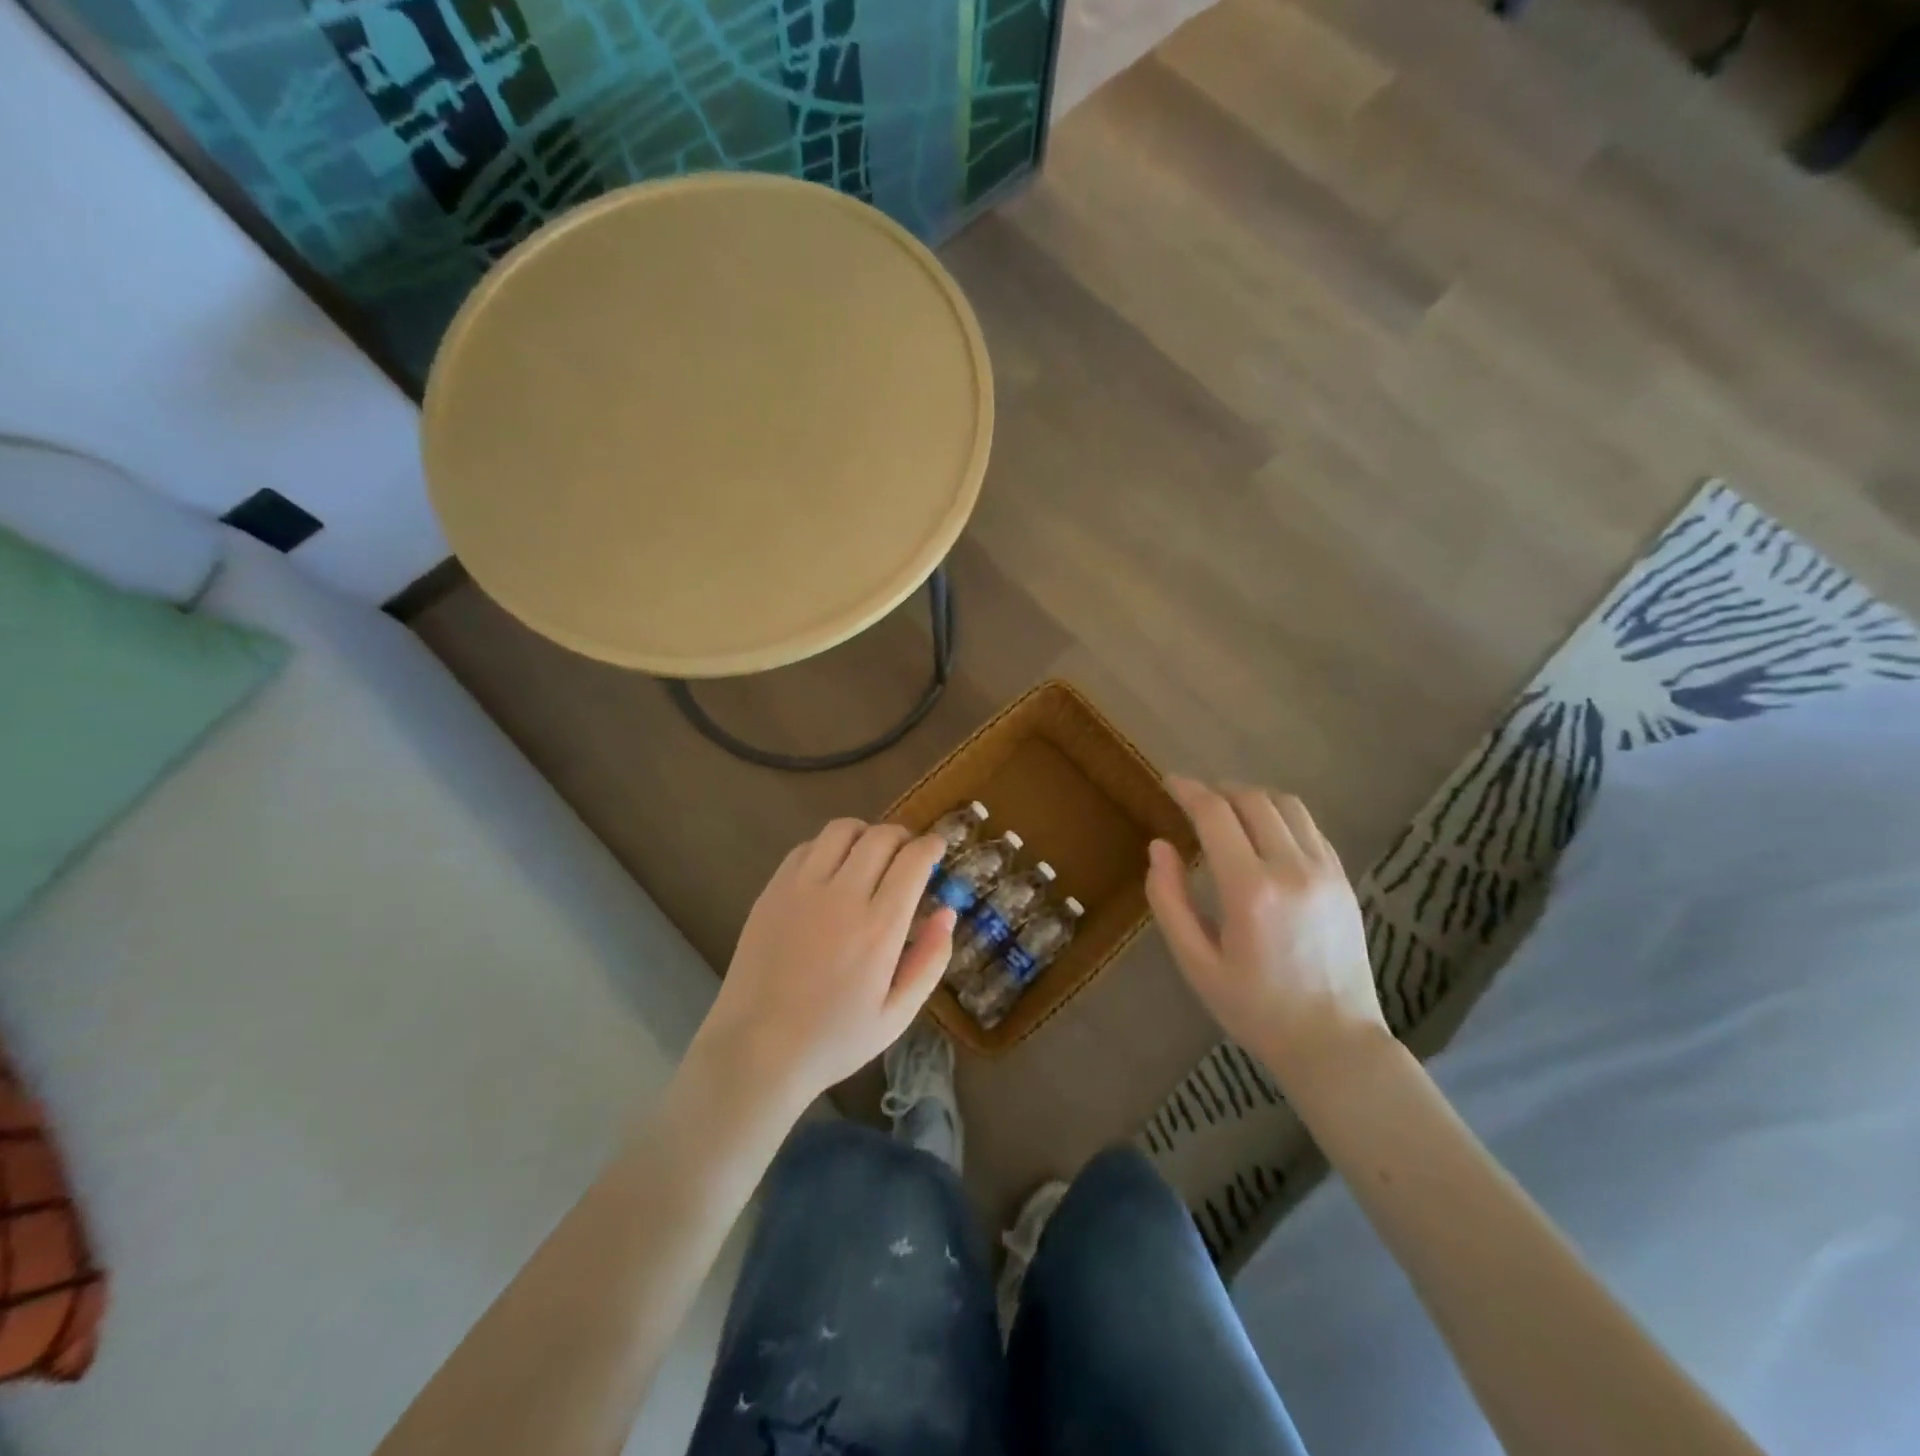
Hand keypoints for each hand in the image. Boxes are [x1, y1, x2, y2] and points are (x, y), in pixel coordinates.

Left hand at [694, 819, 955, 1106]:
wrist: (756, 1050)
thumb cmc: (834, 1039)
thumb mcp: (897, 1015)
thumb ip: (930, 960)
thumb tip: (947, 913)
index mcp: (879, 928)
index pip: (913, 860)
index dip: (931, 846)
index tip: (938, 848)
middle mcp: (842, 896)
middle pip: (880, 836)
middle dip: (903, 836)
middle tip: (908, 853)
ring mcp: (802, 889)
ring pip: (841, 830)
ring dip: (865, 833)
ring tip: (870, 854)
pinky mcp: (772, 891)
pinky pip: (806, 847)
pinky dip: (828, 847)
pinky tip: (832, 870)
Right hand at [1146, 778, 1386, 1086]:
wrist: (1334, 1042)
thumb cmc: (1254, 1008)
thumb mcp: (1196, 963)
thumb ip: (1169, 900)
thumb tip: (1159, 847)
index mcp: (1249, 890)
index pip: (1215, 814)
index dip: (1189, 790)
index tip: (1170, 782)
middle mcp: (1291, 868)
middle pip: (1252, 799)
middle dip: (1218, 790)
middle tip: (1195, 800)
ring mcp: (1325, 871)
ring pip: (1287, 805)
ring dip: (1252, 797)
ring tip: (1229, 810)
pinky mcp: (1343, 880)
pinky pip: (1310, 827)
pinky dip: (1281, 816)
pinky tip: (1265, 834)